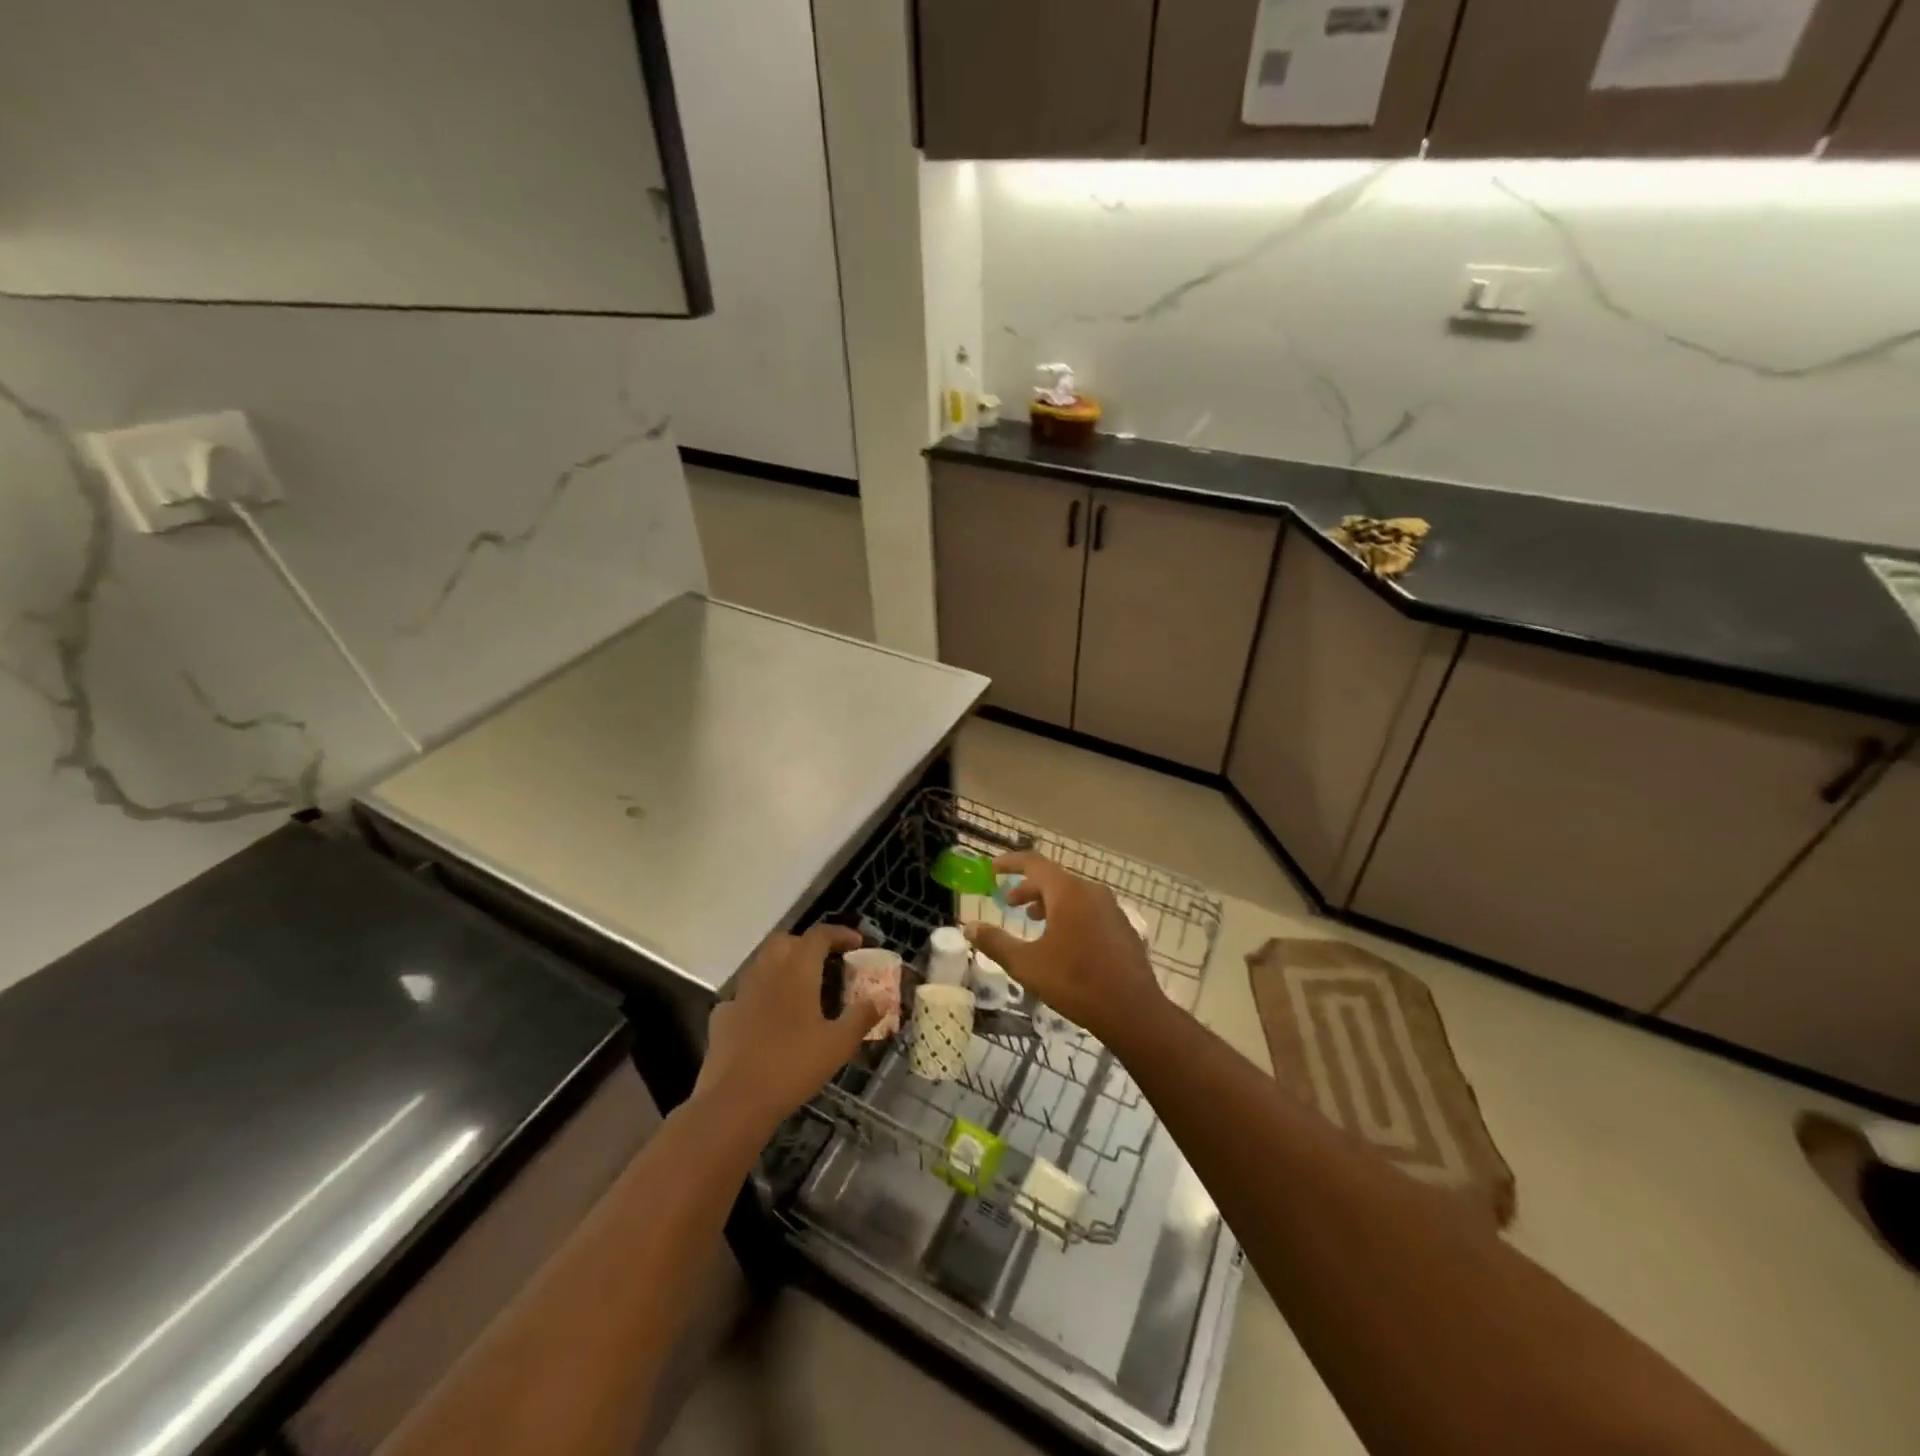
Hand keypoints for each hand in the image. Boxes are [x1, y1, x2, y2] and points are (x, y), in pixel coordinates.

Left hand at [695, 924, 880, 1134]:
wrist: (734, 1102)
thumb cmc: (793, 1066)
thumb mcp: (838, 1044)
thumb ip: (861, 1017)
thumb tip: (880, 999)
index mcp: (797, 971)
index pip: (818, 935)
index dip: (839, 933)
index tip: (856, 943)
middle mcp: (767, 972)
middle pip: (785, 941)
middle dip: (806, 944)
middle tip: (825, 962)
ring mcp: (740, 993)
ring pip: (762, 963)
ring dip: (782, 966)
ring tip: (800, 990)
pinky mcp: (722, 1017)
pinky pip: (745, 995)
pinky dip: (760, 997)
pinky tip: (768, 1019)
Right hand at [964, 851, 1161, 1044]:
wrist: (1132, 1011)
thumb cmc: (1075, 983)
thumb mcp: (1027, 965)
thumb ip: (996, 942)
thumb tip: (969, 927)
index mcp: (1067, 892)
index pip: (1034, 863)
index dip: (1010, 863)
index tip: (992, 868)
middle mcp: (1091, 891)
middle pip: (1053, 879)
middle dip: (1028, 888)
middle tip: (1008, 904)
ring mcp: (1111, 908)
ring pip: (1072, 895)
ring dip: (1048, 903)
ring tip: (1033, 921)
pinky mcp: (1122, 927)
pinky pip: (1089, 909)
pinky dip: (1069, 915)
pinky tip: (1063, 942)